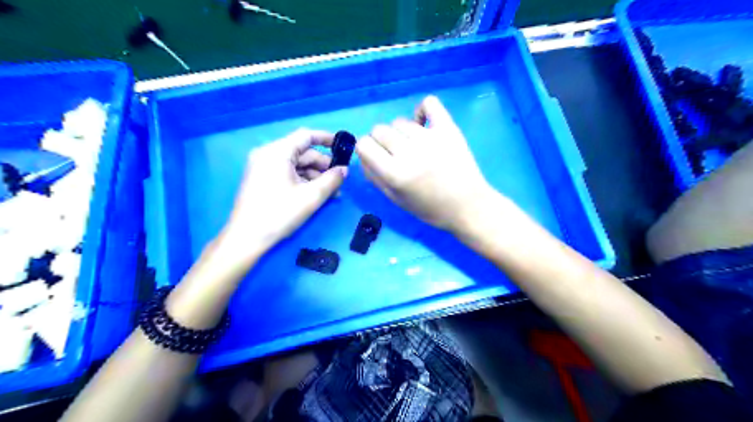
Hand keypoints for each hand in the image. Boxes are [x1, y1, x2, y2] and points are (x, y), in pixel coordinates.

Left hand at [218, 130, 345, 257]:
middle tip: (340, 180)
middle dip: (323, 166)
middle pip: (302, 152)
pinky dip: (303, 181)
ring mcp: (263, 167)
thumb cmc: (280, 213)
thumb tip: (345, 170)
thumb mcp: (311, 196)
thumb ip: (332, 180)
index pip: (306, 136)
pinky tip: (316, 195)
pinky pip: (287, 174)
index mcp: (277, 152)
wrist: (247, 238)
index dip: (327, 139)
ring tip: (332, 192)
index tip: (344, 147)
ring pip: (296, 165)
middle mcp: (268, 154)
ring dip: (315, 176)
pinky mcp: (262, 179)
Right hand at [357, 96, 494, 229]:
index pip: (364, 144)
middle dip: (381, 141)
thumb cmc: (430, 208)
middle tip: (396, 154)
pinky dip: (422, 111)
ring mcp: (430, 138)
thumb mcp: (396, 199)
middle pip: (379, 129)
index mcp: (395, 174)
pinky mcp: (448, 128)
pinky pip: (428, 103)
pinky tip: (424, 124)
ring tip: (415, 146)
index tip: (377, 157)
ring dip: (401, 132)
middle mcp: (410, 153)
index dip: (367, 150)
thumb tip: (363, 155)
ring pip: (400, 121)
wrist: (468, 205)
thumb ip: (374, 176)